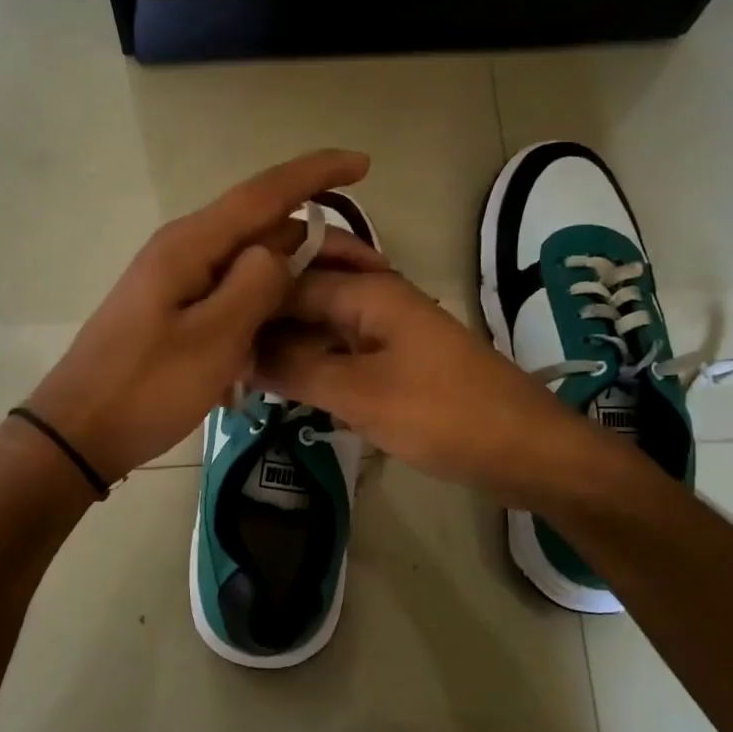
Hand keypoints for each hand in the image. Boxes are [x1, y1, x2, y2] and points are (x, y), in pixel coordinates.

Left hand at [25, 150, 383, 482]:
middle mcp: (184, 251)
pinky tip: (284, 336)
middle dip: (317, 243)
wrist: (79, 433)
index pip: (264, 193)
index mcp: (191, 246)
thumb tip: (281, 251)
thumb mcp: (214, 339)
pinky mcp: (173, 311)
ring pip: (249, 265)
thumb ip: (256, 286)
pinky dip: (263, 308)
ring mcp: (176, 281)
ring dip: (292, 280)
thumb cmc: (146, 388)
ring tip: (337, 305)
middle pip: (262, 229)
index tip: (363, 163)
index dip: (316, 174)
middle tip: (370, 273)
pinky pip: (230, 295)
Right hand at [251, 269, 606, 509]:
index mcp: (368, 290)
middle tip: (221, 352)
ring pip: (322, 322)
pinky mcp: (397, 360)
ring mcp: (389, 329)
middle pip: (305, 293)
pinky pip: (342, 349)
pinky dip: (313, 361)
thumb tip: (238, 353)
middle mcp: (376, 298)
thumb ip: (297, 369)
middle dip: (265, 316)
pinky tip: (286, 383)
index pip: (288, 281)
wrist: (525, 450)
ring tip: (242, 371)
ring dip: (286, 341)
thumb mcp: (360, 394)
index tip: (207, 338)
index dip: (247, 306)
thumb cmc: (443, 415)